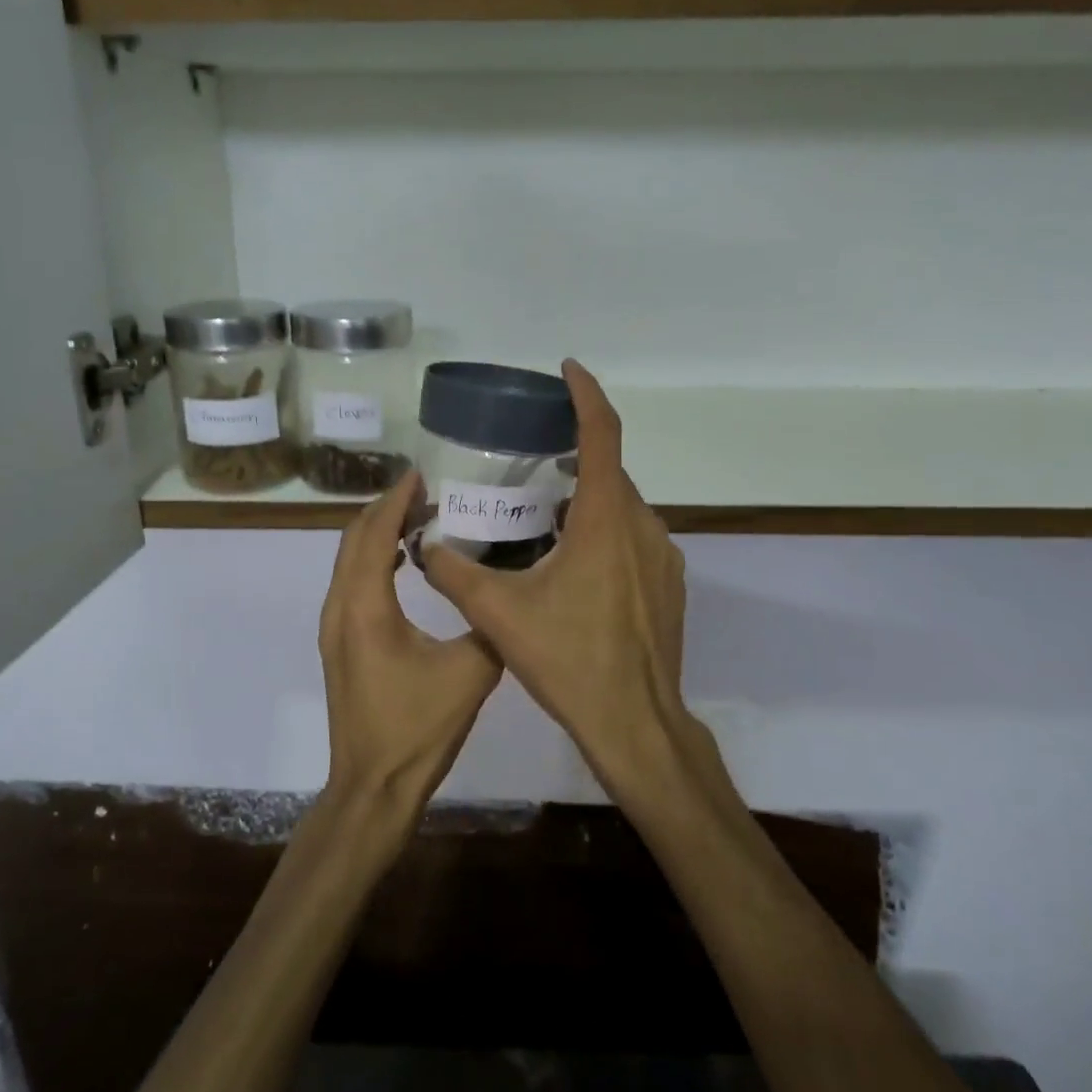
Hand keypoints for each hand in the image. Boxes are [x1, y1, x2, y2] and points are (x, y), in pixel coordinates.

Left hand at [320, 469, 503, 820]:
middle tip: (425, 492)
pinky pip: (350, 582)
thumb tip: (505, 591)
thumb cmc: (418, 728)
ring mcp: (333, 626)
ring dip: (377, 533)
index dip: (396, 499)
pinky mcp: (338, 643)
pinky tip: (405, 564)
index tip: (421, 474)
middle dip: (385, 509)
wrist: (372, 786)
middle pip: (353, 538)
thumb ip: (488, 624)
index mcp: (366, 606)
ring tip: (418, 518)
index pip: (375, 533)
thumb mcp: (470, 672)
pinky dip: (373, 559)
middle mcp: (340, 607)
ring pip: (348, 560)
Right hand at [426, 360, 696, 799]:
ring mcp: (662, 556)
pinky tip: (573, 565)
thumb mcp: (499, 615)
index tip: (566, 370)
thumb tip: (422, 546)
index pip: (601, 434)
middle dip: (573, 456)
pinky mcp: (669, 583)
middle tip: (532, 462)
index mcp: (603, 520)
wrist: (636, 722)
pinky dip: (604, 530)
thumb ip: (454, 574)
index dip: (585, 394)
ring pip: (621, 507)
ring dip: (587, 499)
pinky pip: (634, 537)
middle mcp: (640, 526)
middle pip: (608, 472)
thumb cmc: (569, 661)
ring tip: (543, 517)